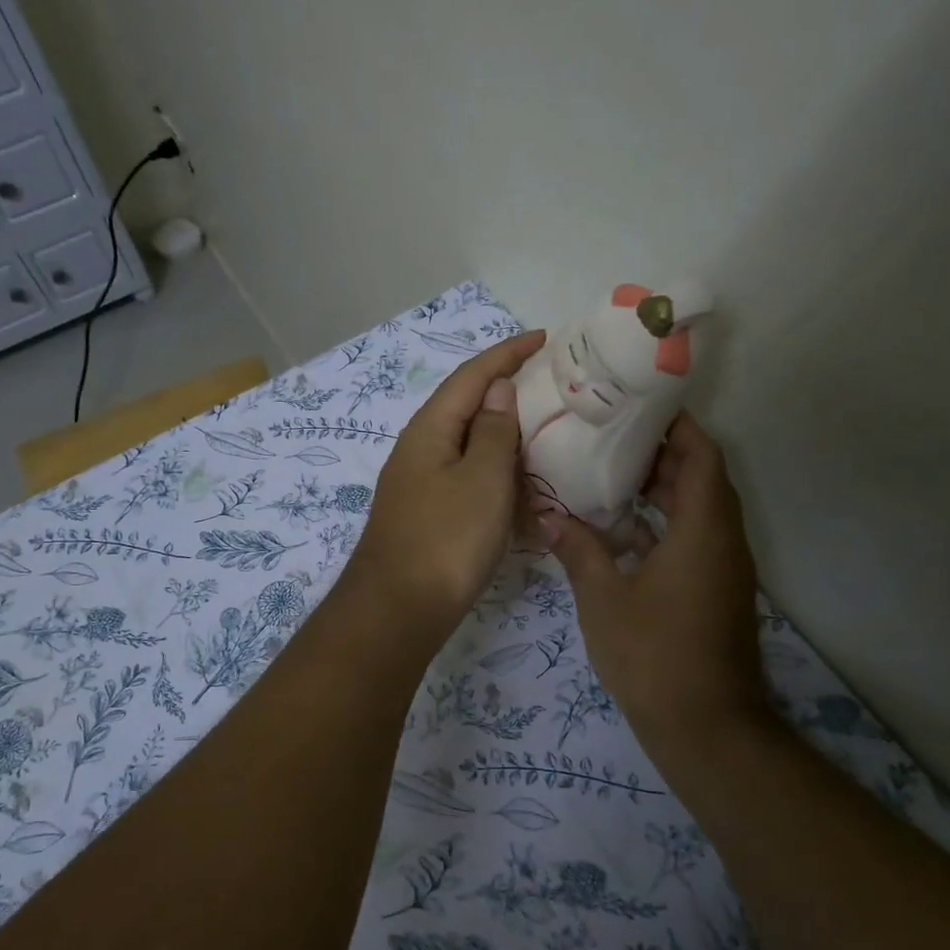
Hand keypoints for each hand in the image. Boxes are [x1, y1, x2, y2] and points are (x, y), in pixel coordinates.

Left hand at [347, 330, 547, 635]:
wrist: (398, 610)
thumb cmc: (446, 539)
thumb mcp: (483, 479)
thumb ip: (495, 431)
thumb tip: (498, 390)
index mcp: (430, 430)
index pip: (472, 376)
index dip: (507, 353)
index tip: (544, 338)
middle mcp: (419, 449)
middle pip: (466, 406)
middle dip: (506, 391)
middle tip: (551, 385)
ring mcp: (420, 484)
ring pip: (468, 445)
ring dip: (503, 435)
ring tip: (544, 430)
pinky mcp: (427, 514)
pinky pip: (466, 479)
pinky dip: (495, 474)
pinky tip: (518, 485)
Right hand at [546, 413, 768, 761]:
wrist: (705, 728)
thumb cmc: (654, 654)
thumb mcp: (603, 598)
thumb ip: (578, 549)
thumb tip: (548, 516)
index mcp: (703, 529)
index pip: (702, 455)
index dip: (677, 425)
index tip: (639, 406)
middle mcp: (723, 540)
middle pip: (702, 477)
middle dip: (662, 453)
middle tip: (610, 437)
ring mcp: (723, 568)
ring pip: (699, 509)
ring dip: (663, 489)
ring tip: (610, 474)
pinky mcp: (716, 591)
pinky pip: (695, 538)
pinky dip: (665, 523)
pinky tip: (621, 530)